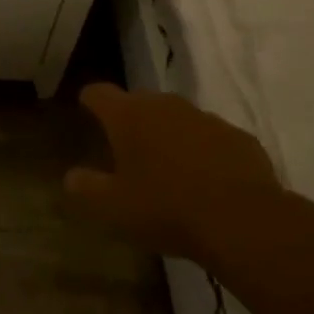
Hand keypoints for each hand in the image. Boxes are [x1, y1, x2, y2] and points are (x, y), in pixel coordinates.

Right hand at [65, 84, 281, 262]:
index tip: (86, 109)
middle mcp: (165, 105)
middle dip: (133, 122)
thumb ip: (87, 188)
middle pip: (140, 103)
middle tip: (128, 151)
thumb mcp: (114, 208)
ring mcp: (205, 118)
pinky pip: (213, 139)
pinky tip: (208, 182)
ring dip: (170, 137)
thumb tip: (71, 176)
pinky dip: (205, 153)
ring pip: (179, 119)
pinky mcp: (239, 137)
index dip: (90, 100)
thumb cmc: (166, 209)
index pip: (99, 93)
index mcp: (129, 116)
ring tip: (170, 169)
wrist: (243, 221)